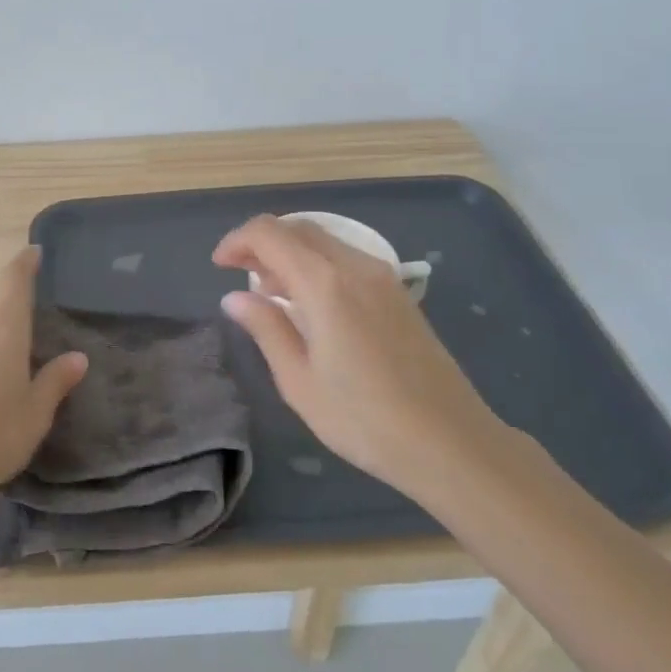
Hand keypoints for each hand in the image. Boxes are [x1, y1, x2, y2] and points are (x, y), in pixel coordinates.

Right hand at [212, 215, 505, 497]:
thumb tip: (234, 297)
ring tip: (272, 295)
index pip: (270, 233)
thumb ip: (266, 328)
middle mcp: (355, 267)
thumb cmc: (364, 419)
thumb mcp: (299, 381)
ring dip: (291, 253)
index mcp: (325, 284)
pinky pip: (347, 259)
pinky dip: (317, 265)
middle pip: (298, 228)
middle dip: (262, 243)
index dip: (237, 241)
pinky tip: (311, 305)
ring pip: (324, 242)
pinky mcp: (399, 294)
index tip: (219, 266)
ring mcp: (383, 277)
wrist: (451, 443)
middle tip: (240, 277)